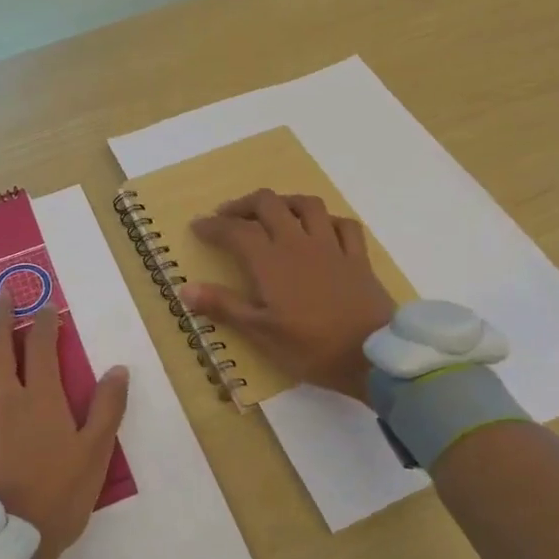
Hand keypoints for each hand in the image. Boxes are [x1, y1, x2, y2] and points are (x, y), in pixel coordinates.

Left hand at [0, 292, 129, 558]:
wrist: (8, 544)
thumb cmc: (58, 498)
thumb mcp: (96, 453)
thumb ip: (108, 408)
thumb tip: (118, 367)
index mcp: (40, 400)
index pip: (42, 350)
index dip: (45, 324)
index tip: (45, 305)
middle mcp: (3, 402)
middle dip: (0, 320)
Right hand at [181, 190, 396, 403]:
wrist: (373, 355)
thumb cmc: (312, 347)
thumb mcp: (261, 333)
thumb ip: (224, 306)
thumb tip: (185, 289)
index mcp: (271, 261)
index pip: (235, 230)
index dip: (213, 226)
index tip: (197, 227)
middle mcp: (299, 242)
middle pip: (268, 204)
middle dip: (243, 205)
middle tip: (229, 217)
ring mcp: (332, 246)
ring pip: (307, 205)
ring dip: (284, 202)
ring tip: (273, 213)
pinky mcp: (358, 257)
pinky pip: (343, 224)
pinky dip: (327, 220)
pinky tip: (321, 229)